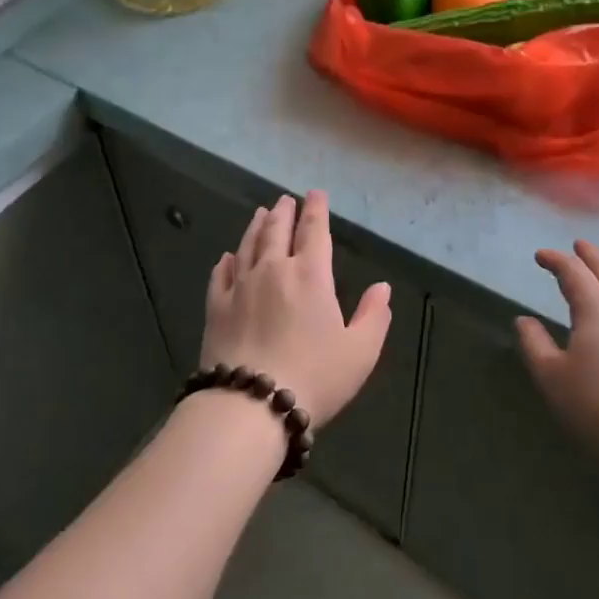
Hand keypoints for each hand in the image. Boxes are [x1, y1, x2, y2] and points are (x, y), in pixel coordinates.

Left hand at [200, 192, 390, 426]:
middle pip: (277, 231)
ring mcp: (240, 286)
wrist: (251, 404)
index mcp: (311, 276)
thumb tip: (382, 287)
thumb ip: (374, 316)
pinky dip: (226, 261)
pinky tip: (227, 256)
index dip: (316, 210)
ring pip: (248, 245)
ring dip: (256, 226)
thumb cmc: (314, 377)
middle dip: (284, 212)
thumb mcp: (360, 352)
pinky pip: (221, 274)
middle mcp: (273, 270)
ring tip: (261, 213)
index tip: (315, 194)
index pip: (314, 231)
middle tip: (285, 200)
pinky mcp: (216, 306)